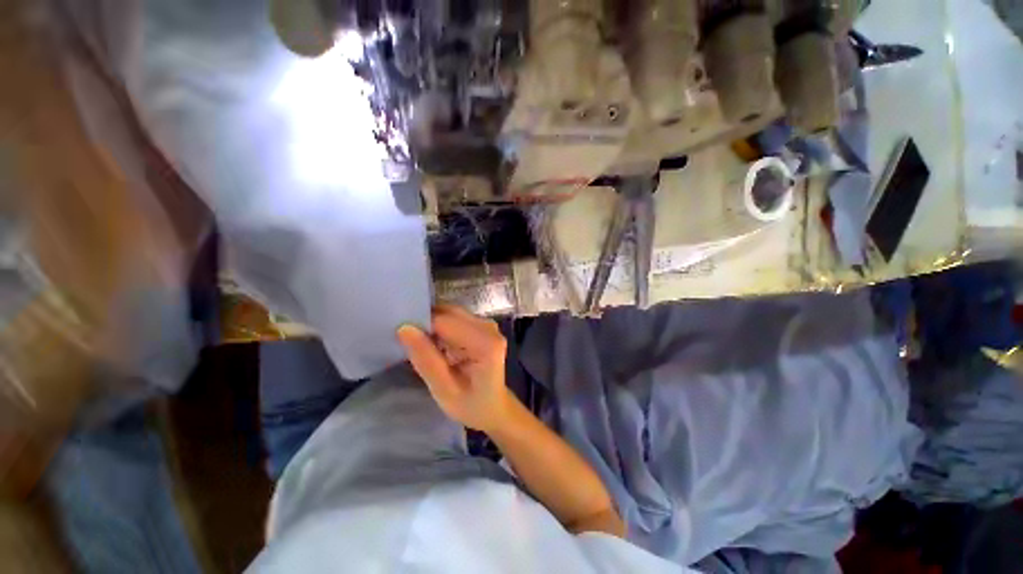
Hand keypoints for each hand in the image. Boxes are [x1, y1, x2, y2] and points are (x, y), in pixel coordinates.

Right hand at [396, 305, 512, 432]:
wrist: (493, 407)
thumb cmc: (471, 405)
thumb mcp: (444, 390)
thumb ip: (426, 359)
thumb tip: (404, 328)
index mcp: (486, 343)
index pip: (446, 322)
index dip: (421, 325)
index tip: (400, 336)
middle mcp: (489, 327)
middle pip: (449, 313)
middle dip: (426, 323)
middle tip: (406, 341)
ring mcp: (487, 324)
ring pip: (451, 313)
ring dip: (433, 325)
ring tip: (419, 345)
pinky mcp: (482, 326)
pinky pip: (455, 319)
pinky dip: (441, 328)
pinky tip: (434, 345)